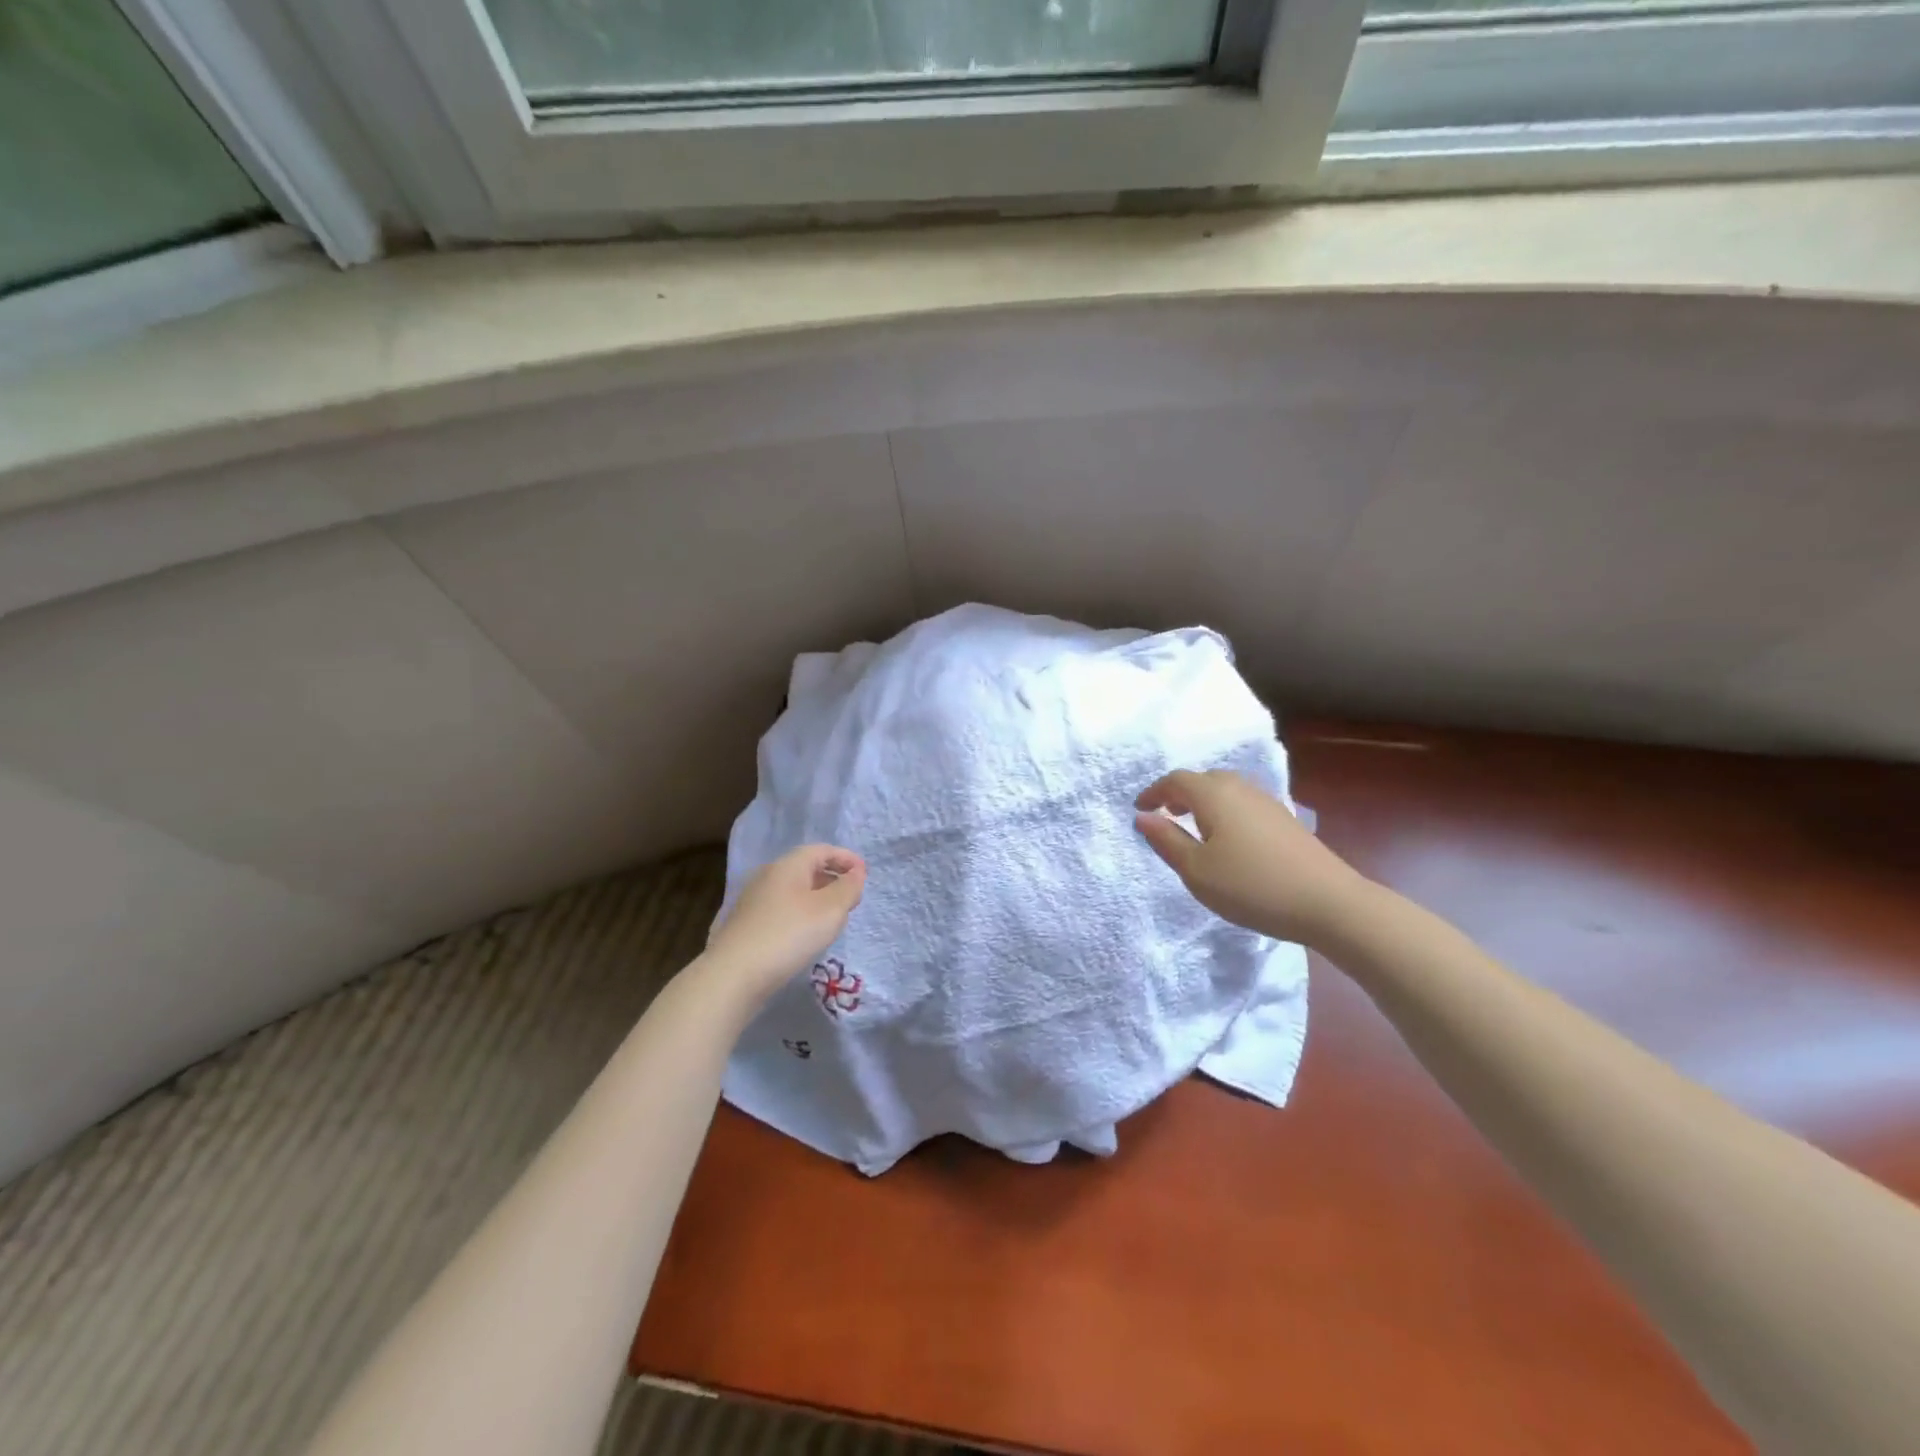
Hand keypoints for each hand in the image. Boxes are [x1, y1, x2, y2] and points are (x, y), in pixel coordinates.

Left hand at [704, 844, 866, 1000]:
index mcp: (788, 865)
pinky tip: (804, 935)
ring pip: (792, 890)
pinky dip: (799, 914)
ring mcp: (753, 901)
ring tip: (832, 918)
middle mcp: (768, 876)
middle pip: (805, 868)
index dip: (846, 858)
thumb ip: (848, 888)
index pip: (822, 850)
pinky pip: (781, 909)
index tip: (864, 874)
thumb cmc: (789, 935)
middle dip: (831, 878)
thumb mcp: (830, 910)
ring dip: (816, 898)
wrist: (733, 975)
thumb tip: (856, 873)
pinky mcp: (745, 925)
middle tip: (851, 897)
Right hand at [1135, 770, 1373, 948]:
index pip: (1176, 780)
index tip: (1139, 809)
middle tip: (1166, 815)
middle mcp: (1241, 789)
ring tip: (1194, 828)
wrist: (1329, 903)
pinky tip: (1229, 840)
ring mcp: (1268, 803)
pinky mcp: (1285, 820)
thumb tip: (1143, 817)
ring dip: (1204, 802)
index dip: (1154, 792)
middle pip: (1203, 780)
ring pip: (1226, 791)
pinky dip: (1225, 812)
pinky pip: (1243, 804)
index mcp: (1214, 795)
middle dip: (1179, 793)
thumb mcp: (1197, 871)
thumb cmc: (1252, 886)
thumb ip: (1167, 841)